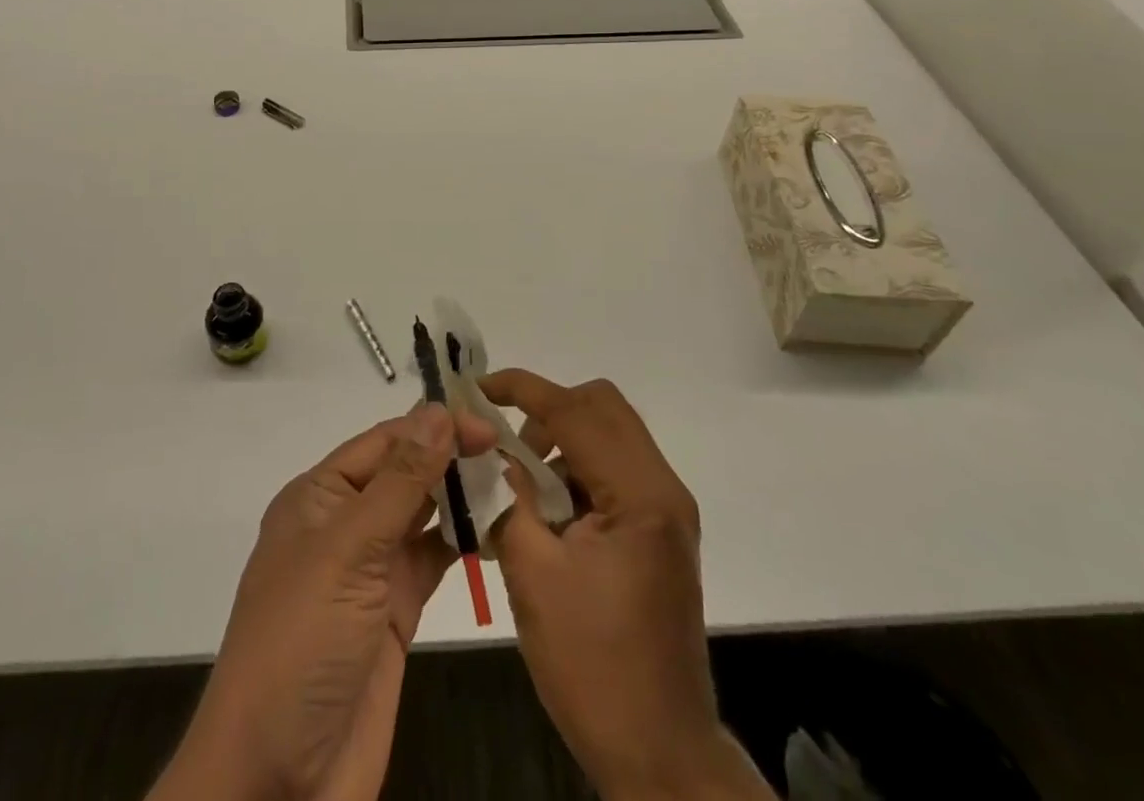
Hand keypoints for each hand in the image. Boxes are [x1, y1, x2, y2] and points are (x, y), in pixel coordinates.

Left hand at [153, 403, 495, 800]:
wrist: (278, 781)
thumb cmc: (301, 644)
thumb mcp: (348, 551)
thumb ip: (399, 481)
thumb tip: (437, 409)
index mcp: (319, 497)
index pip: (382, 442)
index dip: (432, 427)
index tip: (487, 423)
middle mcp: (344, 524)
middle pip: (403, 473)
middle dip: (449, 456)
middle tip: (510, 447)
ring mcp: (370, 569)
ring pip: (422, 514)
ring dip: (460, 497)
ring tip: (512, 479)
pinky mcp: (394, 611)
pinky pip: (432, 560)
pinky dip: (462, 542)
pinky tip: (496, 528)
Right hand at [480, 370, 768, 800]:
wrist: (660, 756)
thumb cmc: (593, 666)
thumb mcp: (533, 574)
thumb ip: (507, 498)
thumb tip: (487, 454)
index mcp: (640, 495)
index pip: (576, 411)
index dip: (523, 390)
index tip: (478, 388)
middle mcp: (662, 490)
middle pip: (602, 409)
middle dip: (547, 412)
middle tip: (507, 445)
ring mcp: (665, 512)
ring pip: (609, 438)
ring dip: (561, 445)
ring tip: (521, 492)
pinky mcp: (659, 534)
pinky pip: (613, 474)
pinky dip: (576, 475)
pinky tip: (545, 519)